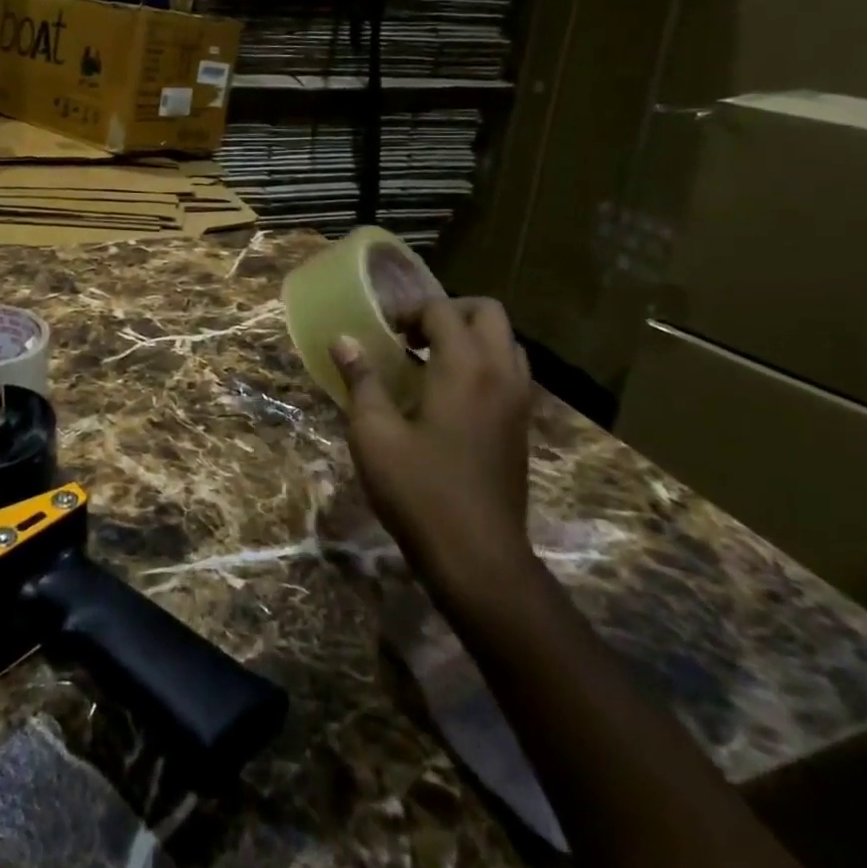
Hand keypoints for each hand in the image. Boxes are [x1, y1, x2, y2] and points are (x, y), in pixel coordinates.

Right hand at [330, 294, 534, 588]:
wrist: (478, 557)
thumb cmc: (419, 490)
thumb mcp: (374, 433)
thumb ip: (361, 380)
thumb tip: (343, 341)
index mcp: (465, 367)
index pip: (443, 310)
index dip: (409, 311)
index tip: (384, 333)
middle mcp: (500, 374)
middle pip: (488, 313)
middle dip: (449, 313)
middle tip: (413, 336)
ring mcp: (519, 402)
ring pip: (506, 342)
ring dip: (471, 338)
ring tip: (431, 361)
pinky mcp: (522, 427)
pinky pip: (510, 372)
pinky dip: (484, 364)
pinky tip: (449, 396)